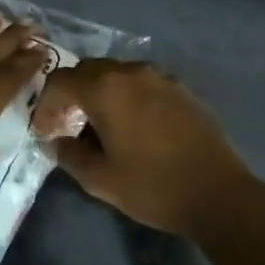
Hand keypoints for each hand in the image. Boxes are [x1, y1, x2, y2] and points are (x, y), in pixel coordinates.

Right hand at [34, 60, 264, 240]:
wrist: (219, 194)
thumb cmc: (152, 186)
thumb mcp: (99, 179)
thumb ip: (69, 155)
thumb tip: (57, 142)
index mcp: (106, 89)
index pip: (61, 81)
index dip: (46, 104)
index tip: (45, 131)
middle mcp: (132, 72)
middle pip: (89, 70)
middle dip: (72, 94)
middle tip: (68, 125)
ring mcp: (162, 78)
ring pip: (118, 75)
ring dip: (102, 94)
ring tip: (102, 127)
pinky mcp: (183, 90)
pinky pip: (144, 85)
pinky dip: (129, 98)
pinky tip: (136, 128)